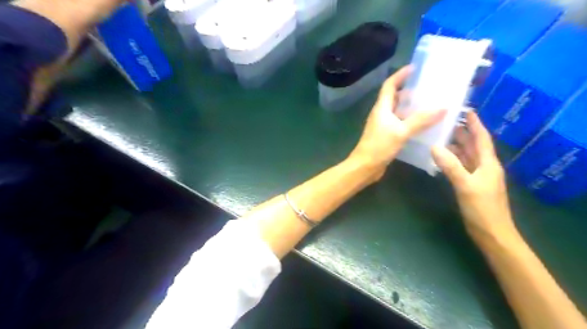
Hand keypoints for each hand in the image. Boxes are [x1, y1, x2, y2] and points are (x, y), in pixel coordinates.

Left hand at [348, 66, 444, 177]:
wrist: (365, 167)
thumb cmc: (379, 146)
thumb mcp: (401, 131)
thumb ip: (421, 120)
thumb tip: (443, 106)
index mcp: (382, 108)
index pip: (389, 85)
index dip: (400, 75)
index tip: (415, 68)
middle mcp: (381, 114)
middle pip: (395, 97)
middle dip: (410, 91)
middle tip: (429, 88)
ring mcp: (383, 126)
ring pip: (399, 112)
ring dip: (412, 108)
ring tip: (431, 105)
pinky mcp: (387, 136)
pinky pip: (400, 124)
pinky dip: (411, 121)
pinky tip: (424, 125)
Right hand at [430, 112, 517, 242]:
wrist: (491, 232)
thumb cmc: (482, 208)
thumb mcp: (466, 185)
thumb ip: (450, 166)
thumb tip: (434, 147)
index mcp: (488, 163)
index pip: (482, 138)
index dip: (475, 124)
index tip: (466, 110)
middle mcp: (484, 166)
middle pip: (473, 145)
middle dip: (462, 132)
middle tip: (445, 121)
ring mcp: (476, 176)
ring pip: (466, 155)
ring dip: (455, 145)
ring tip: (440, 135)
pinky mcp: (469, 184)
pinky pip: (460, 166)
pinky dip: (452, 159)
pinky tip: (441, 156)